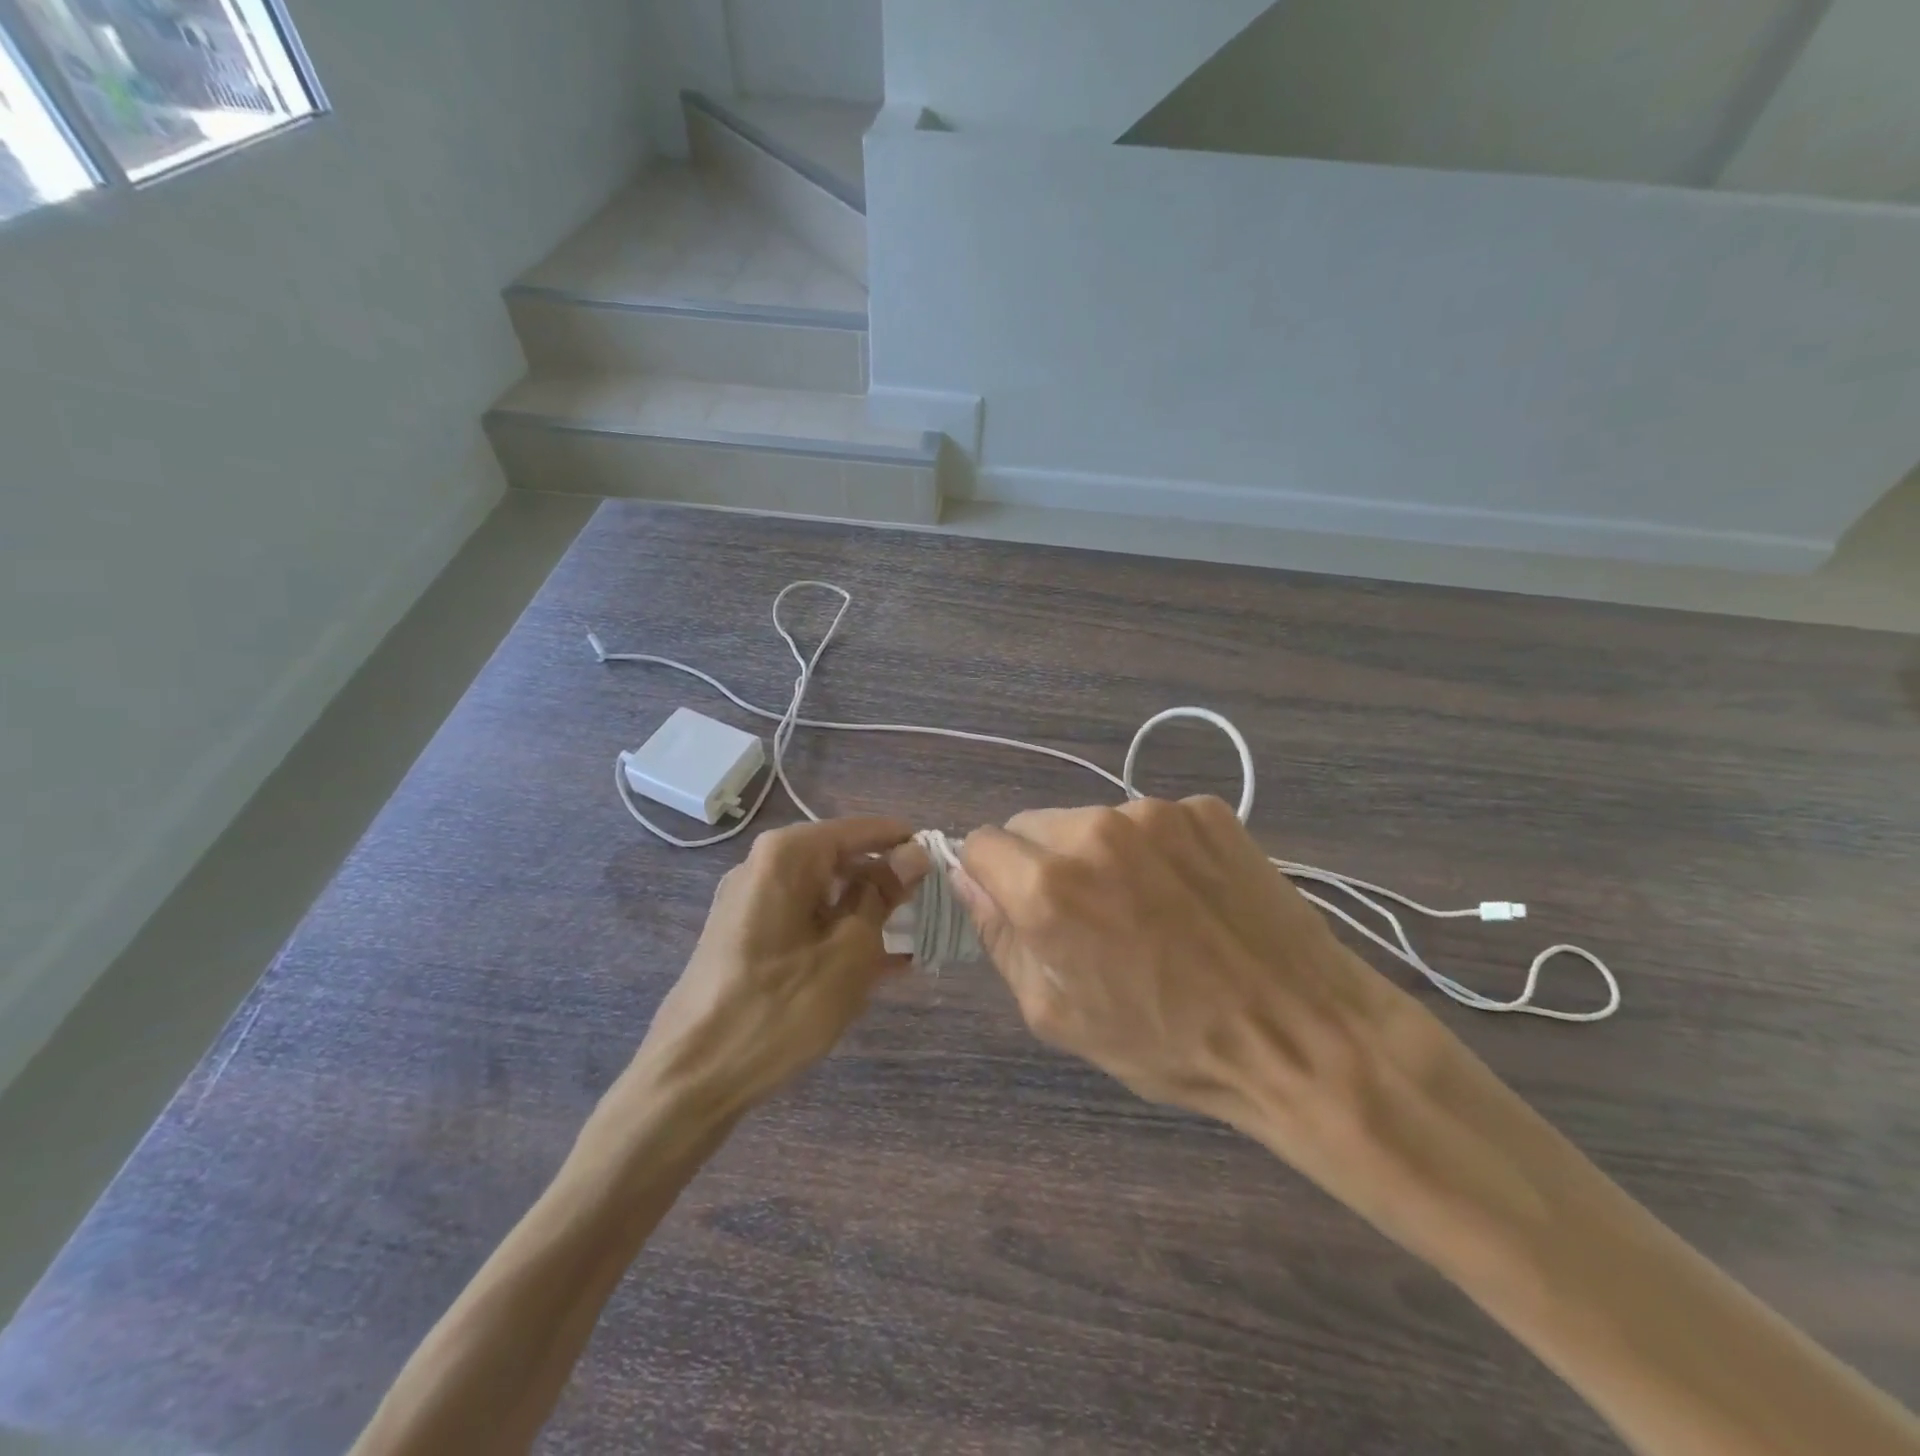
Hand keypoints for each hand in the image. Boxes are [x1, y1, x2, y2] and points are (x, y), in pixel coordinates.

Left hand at [632, 816, 923, 1119]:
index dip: (904, 843)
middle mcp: (763, 866)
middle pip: (840, 859)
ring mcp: (750, 903)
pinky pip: (805, 921)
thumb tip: (914, 854)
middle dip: (887, 883)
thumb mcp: (849, 951)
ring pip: (825, 894)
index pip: (860, 829)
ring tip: (913, 941)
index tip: (944, 862)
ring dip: (867, 914)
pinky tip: (878, 967)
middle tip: (932, 908)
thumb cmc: (779, 1007)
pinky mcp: (746, 937)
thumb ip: (883, 895)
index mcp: (787, 855)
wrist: (691, 1078)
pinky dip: (838, 936)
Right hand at [953, 799, 1471, 1226]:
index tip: (1020, 911)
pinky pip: (1149, 820)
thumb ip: (1000, 937)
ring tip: (1144, 909)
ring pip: (1091, 820)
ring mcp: (1156, 812)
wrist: (1303, 1033)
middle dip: (1041, 864)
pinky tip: (1186, 895)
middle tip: (1086, 919)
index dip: (992, 879)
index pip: (981, 843)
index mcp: (1049, 885)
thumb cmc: (1169, 1042)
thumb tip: (969, 881)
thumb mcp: (1058, 1014)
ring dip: (1097, 855)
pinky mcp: (1206, 810)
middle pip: (1032, 825)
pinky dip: (1151, 849)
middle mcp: (1095, 829)